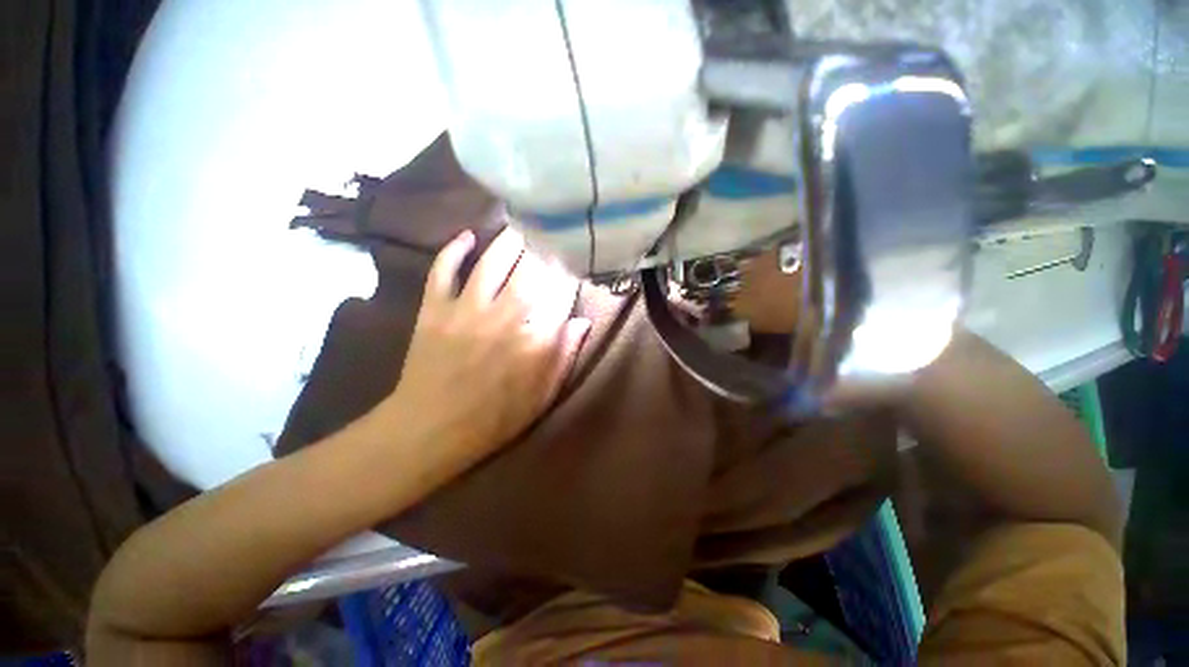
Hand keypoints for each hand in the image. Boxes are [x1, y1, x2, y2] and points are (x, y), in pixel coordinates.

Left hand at [377, 228, 590, 469]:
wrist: (430, 430)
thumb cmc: (494, 418)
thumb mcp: (541, 397)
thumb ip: (564, 357)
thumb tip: (582, 322)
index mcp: (533, 339)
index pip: (559, 296)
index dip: (568, 278)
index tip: (572, 267)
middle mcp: (504, 316)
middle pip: (529, 271)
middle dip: (542, 251)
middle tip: (549, 236)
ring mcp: (466, 309)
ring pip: (490, 262)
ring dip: (507, 242)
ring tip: (518, 229)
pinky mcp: (434, 309)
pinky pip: (443, 270)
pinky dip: (453, 249)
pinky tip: (466, 236)